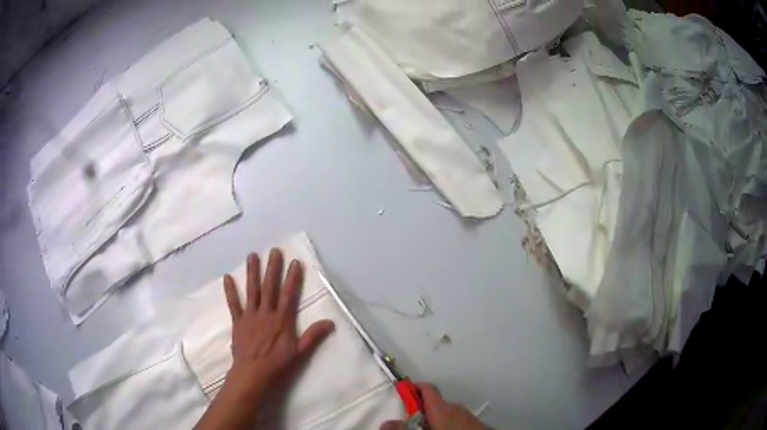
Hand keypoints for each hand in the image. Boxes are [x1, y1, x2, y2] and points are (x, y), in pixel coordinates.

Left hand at [195, 249, 334, 429]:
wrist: (253, 374)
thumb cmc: (278, 365)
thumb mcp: (300, 353)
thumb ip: (313, 336)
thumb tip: (330, 322)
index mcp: (282, 320)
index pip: (289, 295)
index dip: (292, 278)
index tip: (295, 262)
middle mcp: (266, 313)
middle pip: (270, 288)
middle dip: (273, 268)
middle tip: (274, 251)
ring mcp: (250, 316)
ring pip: (252, 291)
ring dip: (252, 273)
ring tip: (252, 256)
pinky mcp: (238, 322)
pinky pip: (233, 304)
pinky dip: (230, 291)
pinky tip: (227, 277)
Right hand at [380, 383, 488, 429]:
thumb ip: (404, 428)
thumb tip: (385, 424)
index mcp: (442, 407)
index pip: (426, 388)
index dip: (412, 388)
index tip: (400, 392)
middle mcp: (455, 407)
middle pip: (433, 402)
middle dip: (419, 411)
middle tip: (408, 422)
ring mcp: (466, 415)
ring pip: (444, 412)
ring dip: (433, 419)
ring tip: (424, 428)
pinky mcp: (474, 423)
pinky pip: (455, 419)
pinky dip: (446, 424)